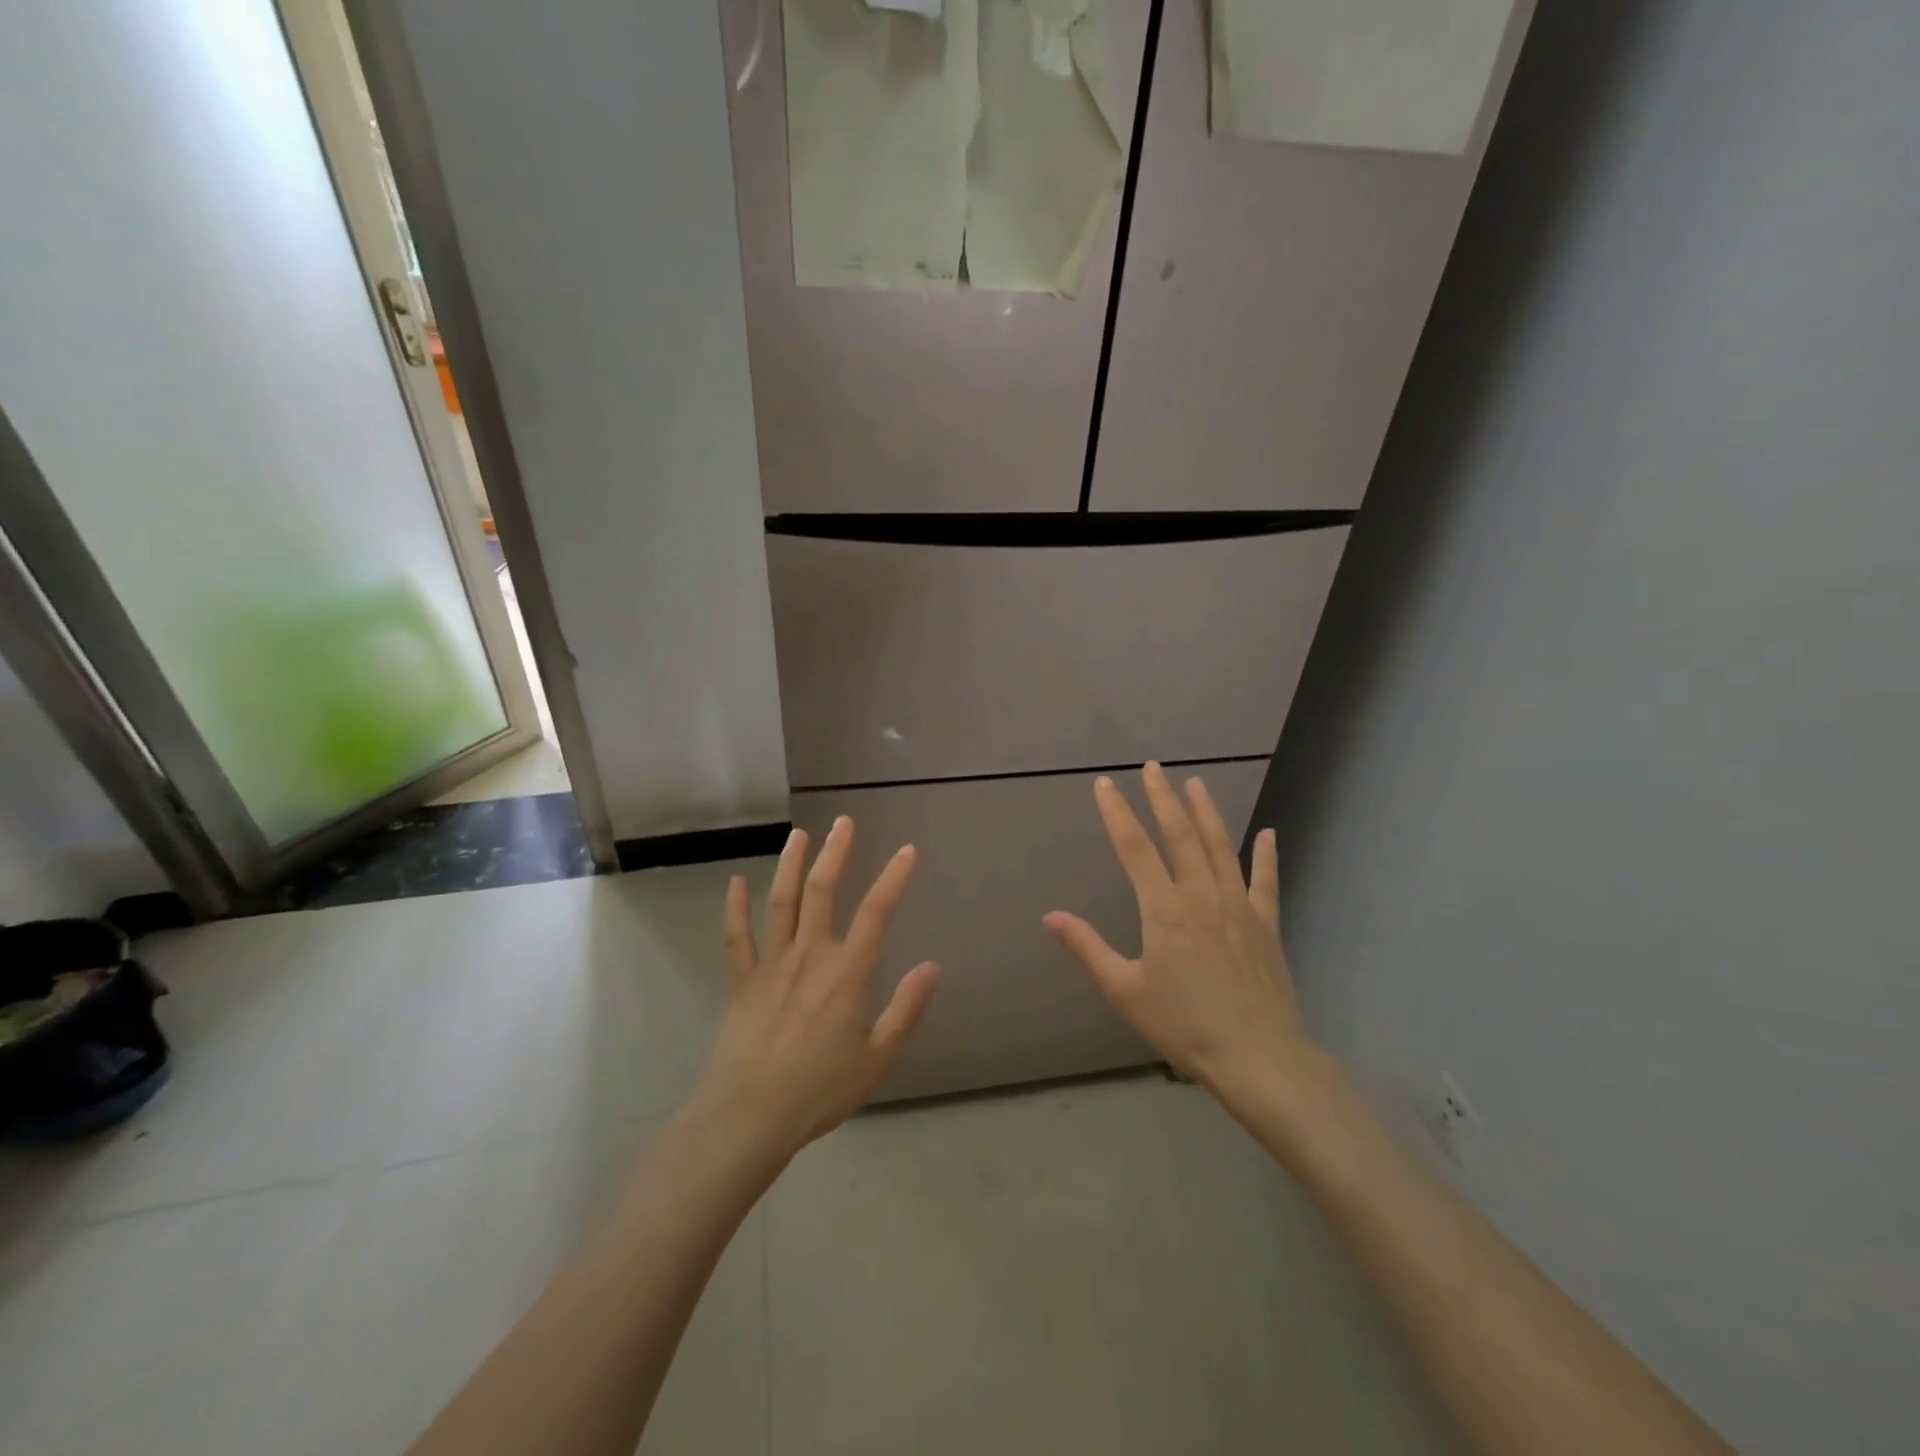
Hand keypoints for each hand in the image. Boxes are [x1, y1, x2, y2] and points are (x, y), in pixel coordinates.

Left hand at [689, 818, 938, 1166]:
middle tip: (843, 823)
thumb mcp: (878, 1058)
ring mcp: (771, 965)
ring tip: (799, 834)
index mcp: (846, 973)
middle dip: (835, 853)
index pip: (876, 913)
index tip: (907, 850)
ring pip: (780, 902)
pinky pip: (737, 936)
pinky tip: (736, 881)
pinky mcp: (742, 981)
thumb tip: (932, 966)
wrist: (749, 1116)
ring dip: (790, 865)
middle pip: (823, 892)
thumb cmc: (820, 1090)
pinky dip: (735, 907)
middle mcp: (809, 956)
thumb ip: (907, 1009)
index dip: (894, 878)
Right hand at [1044, 764, 1317, 1107]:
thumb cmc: (1185, 1026)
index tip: (1105, 784)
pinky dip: (1267, 856)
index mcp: (1164, 909)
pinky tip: (1269, 834)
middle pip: (1179, 835)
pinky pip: (1266, 882)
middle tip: (1153, 767)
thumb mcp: (1125, 991)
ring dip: (1206, 813)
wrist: (1259, 1058)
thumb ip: (1088, 948)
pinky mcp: (1266, 925)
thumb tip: (1051, 916)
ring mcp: (1239, 906)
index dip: (1117, 812)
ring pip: (1220, 847)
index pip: (1134, 848)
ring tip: (1195, 783)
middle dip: (1163, 798)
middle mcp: (1202, 895)